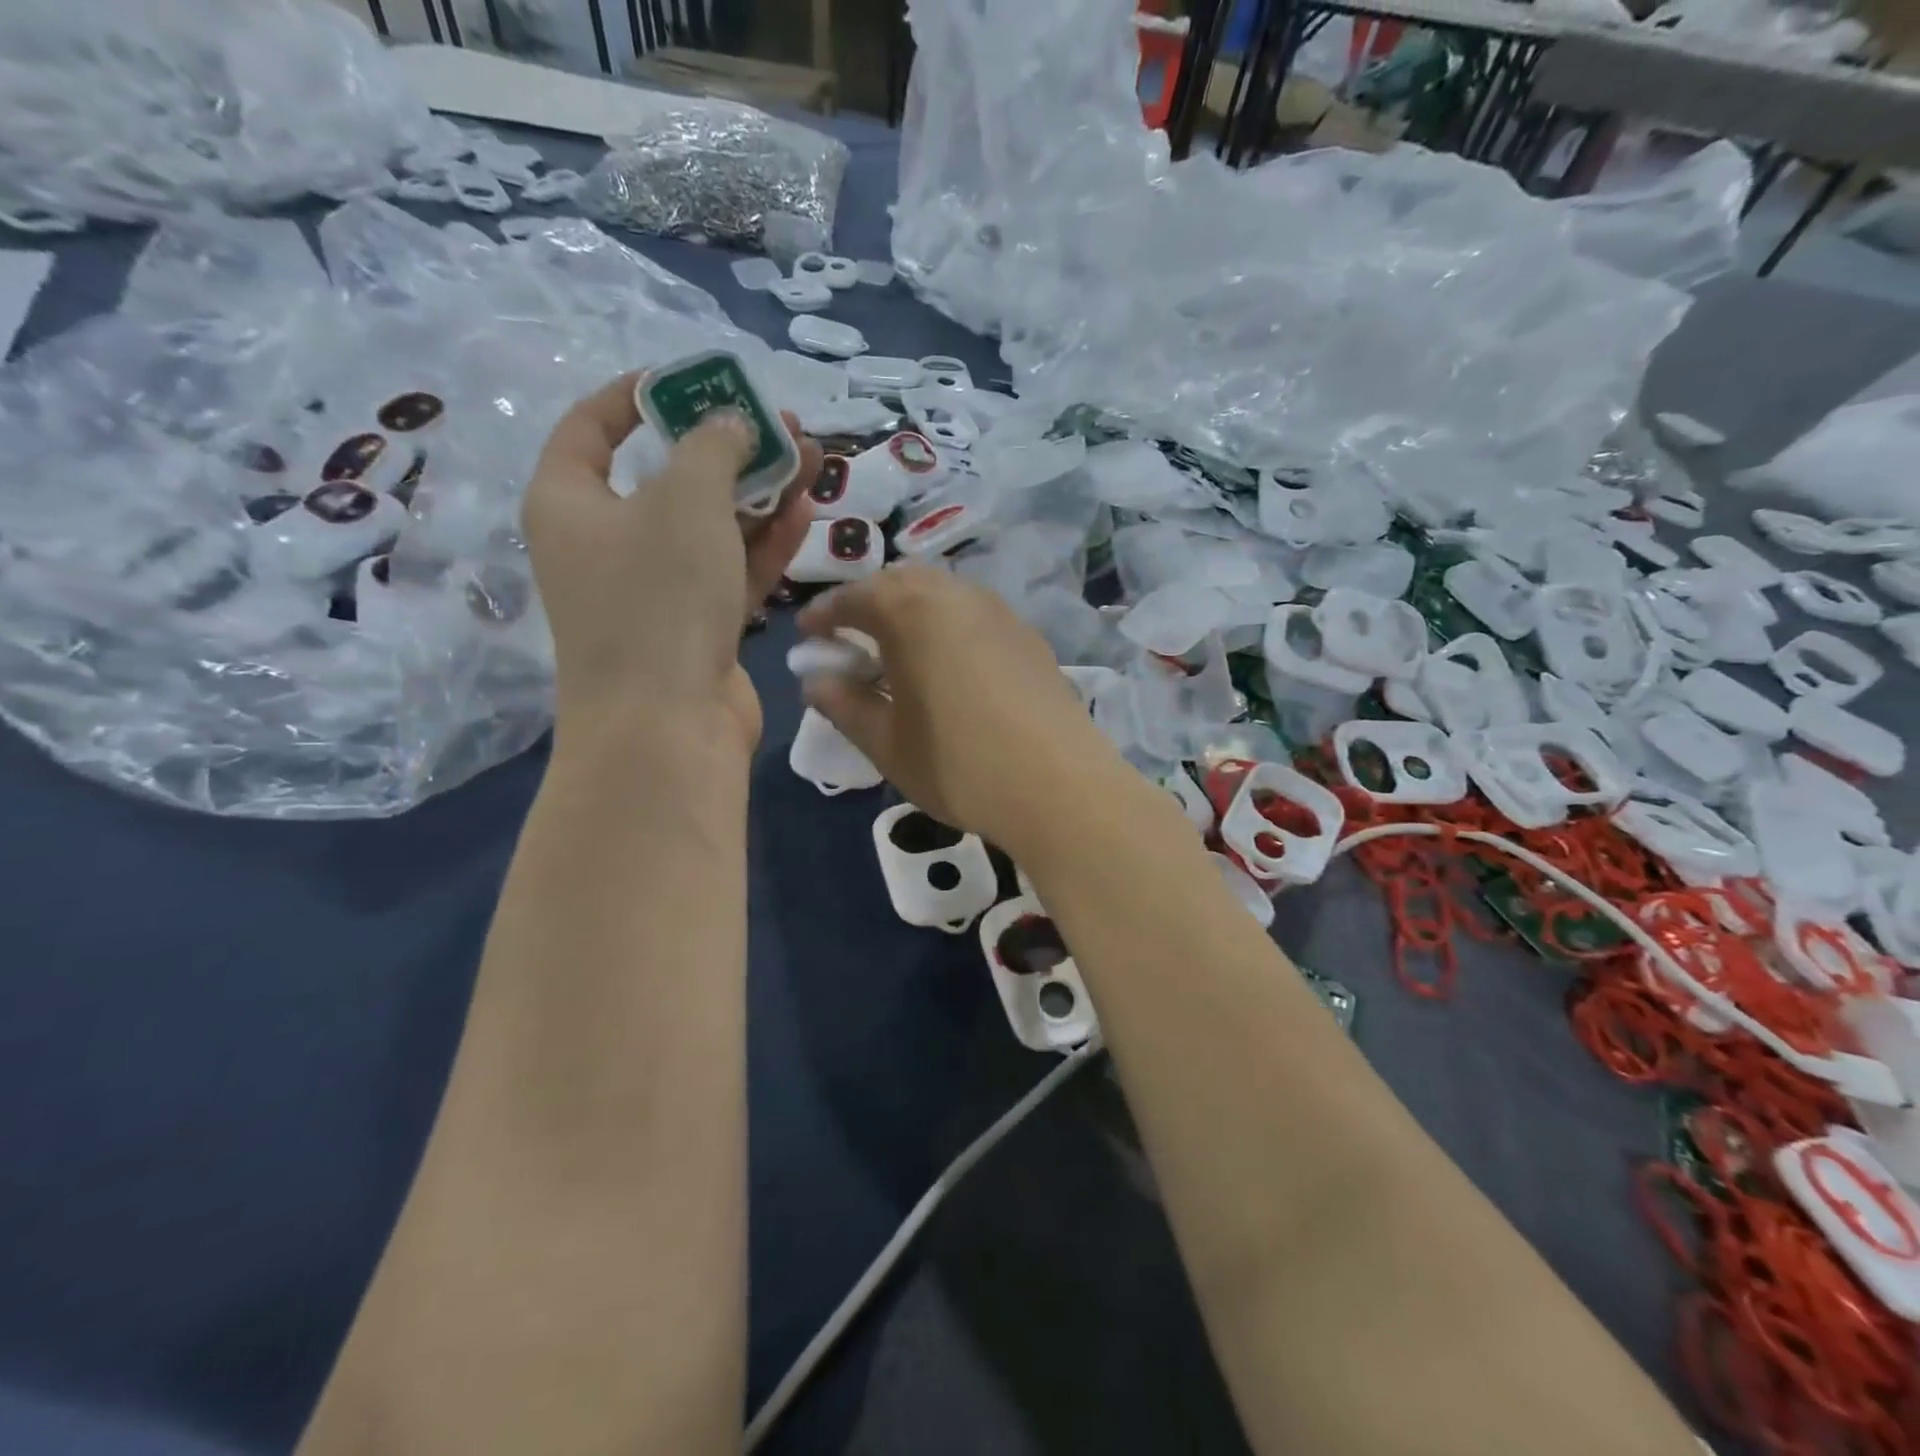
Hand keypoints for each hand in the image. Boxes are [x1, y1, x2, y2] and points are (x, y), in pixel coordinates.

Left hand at [524, 372, 819, 752]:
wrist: (667, 725)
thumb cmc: (658, 597)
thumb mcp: (686, 500)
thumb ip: (714, 447)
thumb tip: (731, 422)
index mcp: (571, 502)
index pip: (593, 426)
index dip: (640, 395)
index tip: (694, 381)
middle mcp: (607, 542)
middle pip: (668, 476)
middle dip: (727, 448)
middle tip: (780, 424)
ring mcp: (655, 589)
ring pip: (710, 525)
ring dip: (759, 493)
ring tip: (811, 459)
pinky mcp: (696, 626)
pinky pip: (730, 569)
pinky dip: (764, 542)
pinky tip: (804, 511)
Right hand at [797, 566, 1127, 853]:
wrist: (1060, 787)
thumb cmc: (958, 765)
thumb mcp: (886, 743)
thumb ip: (844, 705)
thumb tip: (815, 681)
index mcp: (911, 611)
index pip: (853, 597)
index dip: (824, 615)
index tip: (807, 637)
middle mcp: (957, 595)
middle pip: (901, 582)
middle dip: (869, 604)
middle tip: (852, 641)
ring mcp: (1000, 613)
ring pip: (943, 595)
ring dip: (911, 612)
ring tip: (899, 653)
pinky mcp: (1030, 637)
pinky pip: (974, 616)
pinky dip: (948, 627)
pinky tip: (949, 667)